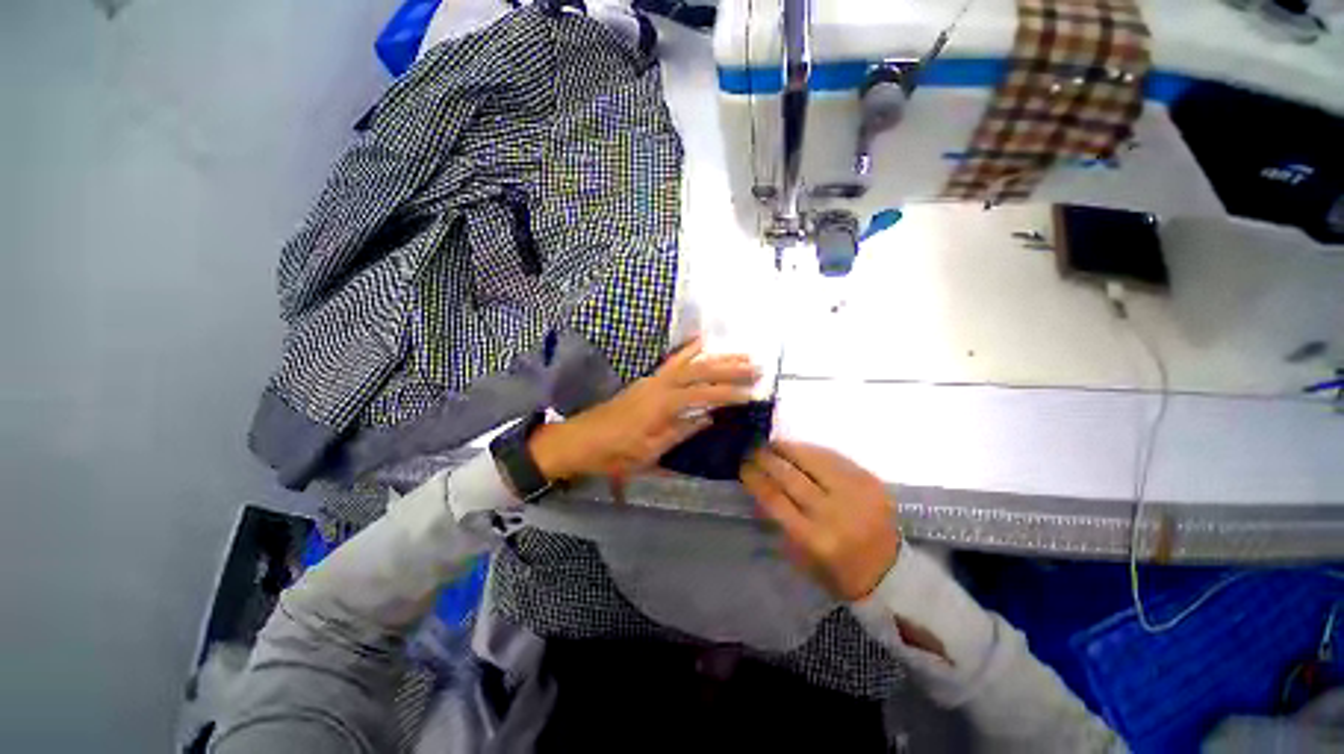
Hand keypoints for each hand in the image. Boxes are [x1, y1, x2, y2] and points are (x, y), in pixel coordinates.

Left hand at [528, 338, 757, 482]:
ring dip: (716, 358)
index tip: (752, 394)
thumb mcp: (649, 452)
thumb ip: (680, 432)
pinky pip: (672, 361)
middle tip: (755, 367)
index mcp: (662, 405)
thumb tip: (708, 418)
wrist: (581, 439)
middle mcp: (660, 385)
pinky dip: (689, 350)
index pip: (703, 395)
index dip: (729, 394)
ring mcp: (653, 379)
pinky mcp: (648, 380)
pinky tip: (701, 342)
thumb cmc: (615, 453)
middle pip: (700, 372)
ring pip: (690, 363)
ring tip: (740, 354)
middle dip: (730, 369)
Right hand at [741, 441, 900, 600]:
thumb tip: (760, 484)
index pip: (774, 498)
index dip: (755, 477)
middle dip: (767, 458)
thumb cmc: (836, 570)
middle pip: (790, 475)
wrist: (889, 572)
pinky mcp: (870, 481)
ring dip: (787, 448)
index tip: (743, 465)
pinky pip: (834, 457)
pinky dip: (811, 451)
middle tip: (752, 449)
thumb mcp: (799, 555)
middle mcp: (834, 513)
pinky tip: (798, 448)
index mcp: (813, 538)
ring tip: (772, 443)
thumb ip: (778, 519)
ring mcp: (855, 493)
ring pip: (812, 460)